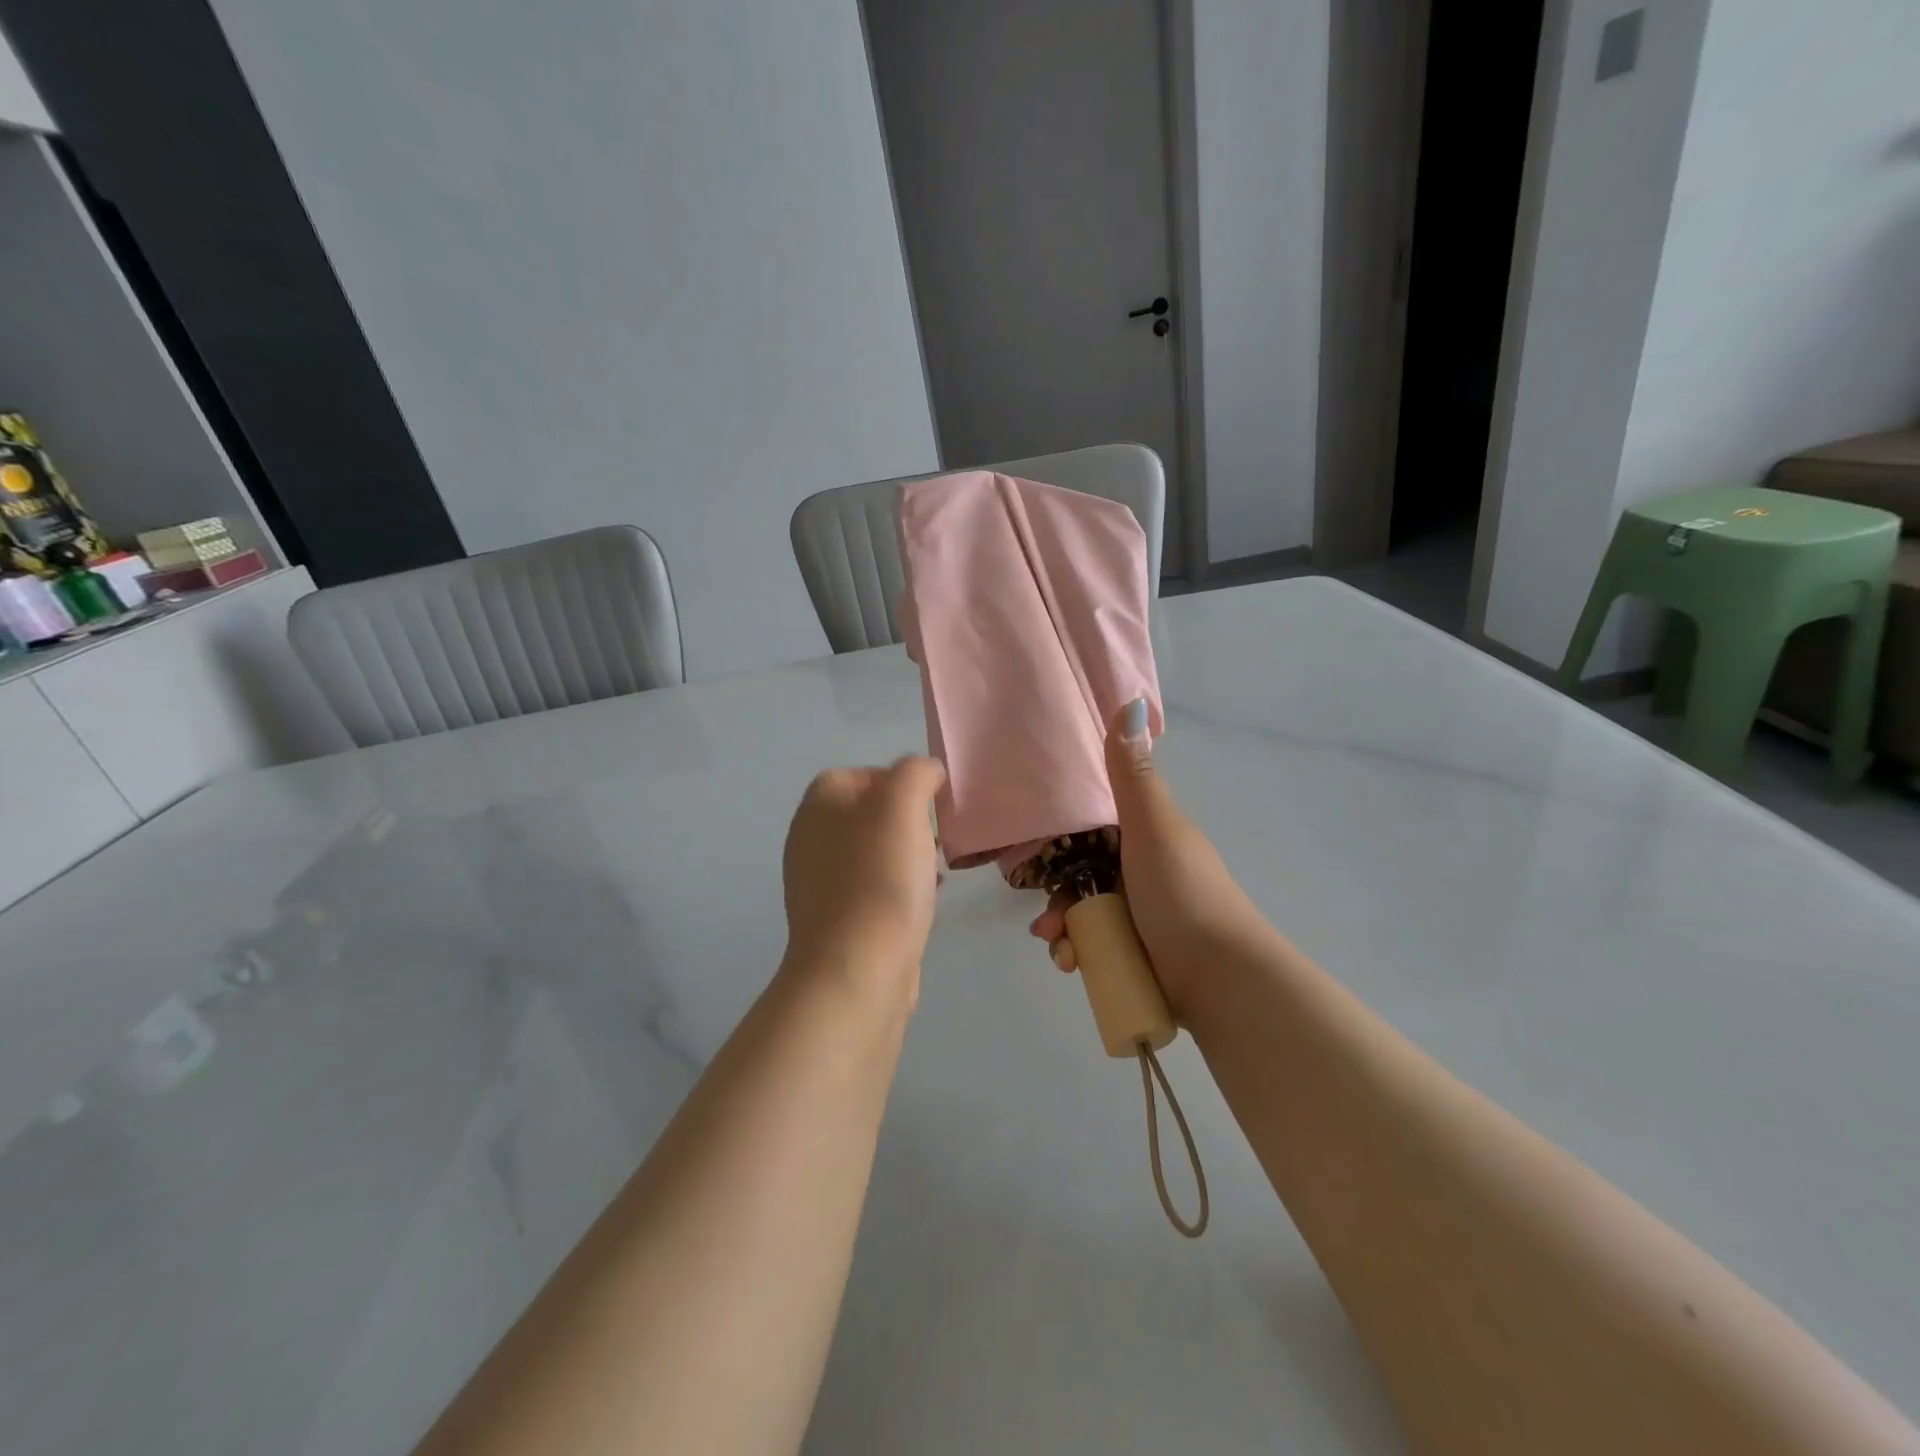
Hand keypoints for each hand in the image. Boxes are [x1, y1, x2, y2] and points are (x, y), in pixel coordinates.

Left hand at [783, 758, 946, 995]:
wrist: (855, 967)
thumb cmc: (880, 876)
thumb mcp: (903, 803)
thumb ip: (916, 772)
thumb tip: (925, 773)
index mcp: (819, 803)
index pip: (864, 773)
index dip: (903, 783)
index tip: (933, 806)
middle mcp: (810, 836)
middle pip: (870, 814)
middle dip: (909, 823)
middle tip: (937, 839)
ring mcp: (818, 880)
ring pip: (875, 852)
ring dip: (908, 856)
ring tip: (935, 873)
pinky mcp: (834, 918)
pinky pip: (873, 888)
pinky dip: (898, 889)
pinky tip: (921, 904)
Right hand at [1027, 700, 1267, 1016]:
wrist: (1221, 978)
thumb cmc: (1182, 893)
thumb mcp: (1153, 827)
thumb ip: (1132, 774)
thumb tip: (1131, 700)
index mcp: (1147, 835)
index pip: (1093, 826)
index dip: (1062, 837)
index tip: (1037, 853)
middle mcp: (1142, 871)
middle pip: (1081, 874)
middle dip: (1058, 895)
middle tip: (1047, 917)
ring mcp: (1141, 915)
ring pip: (1084, 911)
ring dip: (1063, 928)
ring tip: (1060, 948)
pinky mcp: (1137, 952)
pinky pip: (1094, 945)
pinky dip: (1077, 952)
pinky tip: (1071, 963)